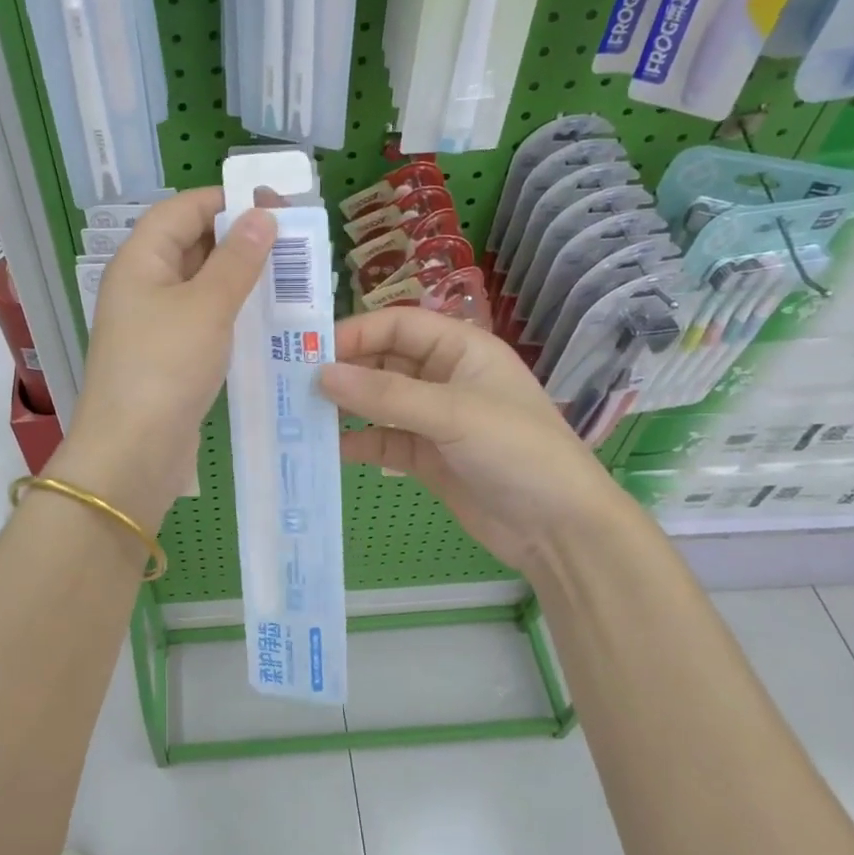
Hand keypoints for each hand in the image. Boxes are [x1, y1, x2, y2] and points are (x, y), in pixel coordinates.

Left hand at [49, 188, 276, 527]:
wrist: (132, 453)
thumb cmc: (166, 367)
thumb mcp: (207, 306)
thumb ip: (237, 259)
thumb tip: (262, 216)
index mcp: (140, 261)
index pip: (182, 209)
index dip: (227, 201)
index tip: (276, 205)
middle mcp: (142, 285)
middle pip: (191, 244)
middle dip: (240, 239)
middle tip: (294, 243)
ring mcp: (154, 323)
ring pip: (201, 284)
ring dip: (241, 278)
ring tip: (291, 277)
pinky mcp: (168, 357)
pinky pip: (204, 320)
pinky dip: (233, 313)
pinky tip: (268, 319)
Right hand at [318, 307, 627, 571]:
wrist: (559, 529)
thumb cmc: (516, 451)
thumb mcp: (452, 413)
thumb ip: (386, 394)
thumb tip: (321, 374)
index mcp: (462, 349)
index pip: (399, 326)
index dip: (356, 333)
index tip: (310, 351)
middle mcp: (445, 377)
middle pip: (384, 361)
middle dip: (345, 370)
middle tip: (294, 383)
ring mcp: (435, 419)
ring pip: (379, 402)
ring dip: (346, 407)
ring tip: (301, 414)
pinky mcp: (427, 457)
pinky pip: (383, 441)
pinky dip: (358, 443)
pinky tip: (328, 449)